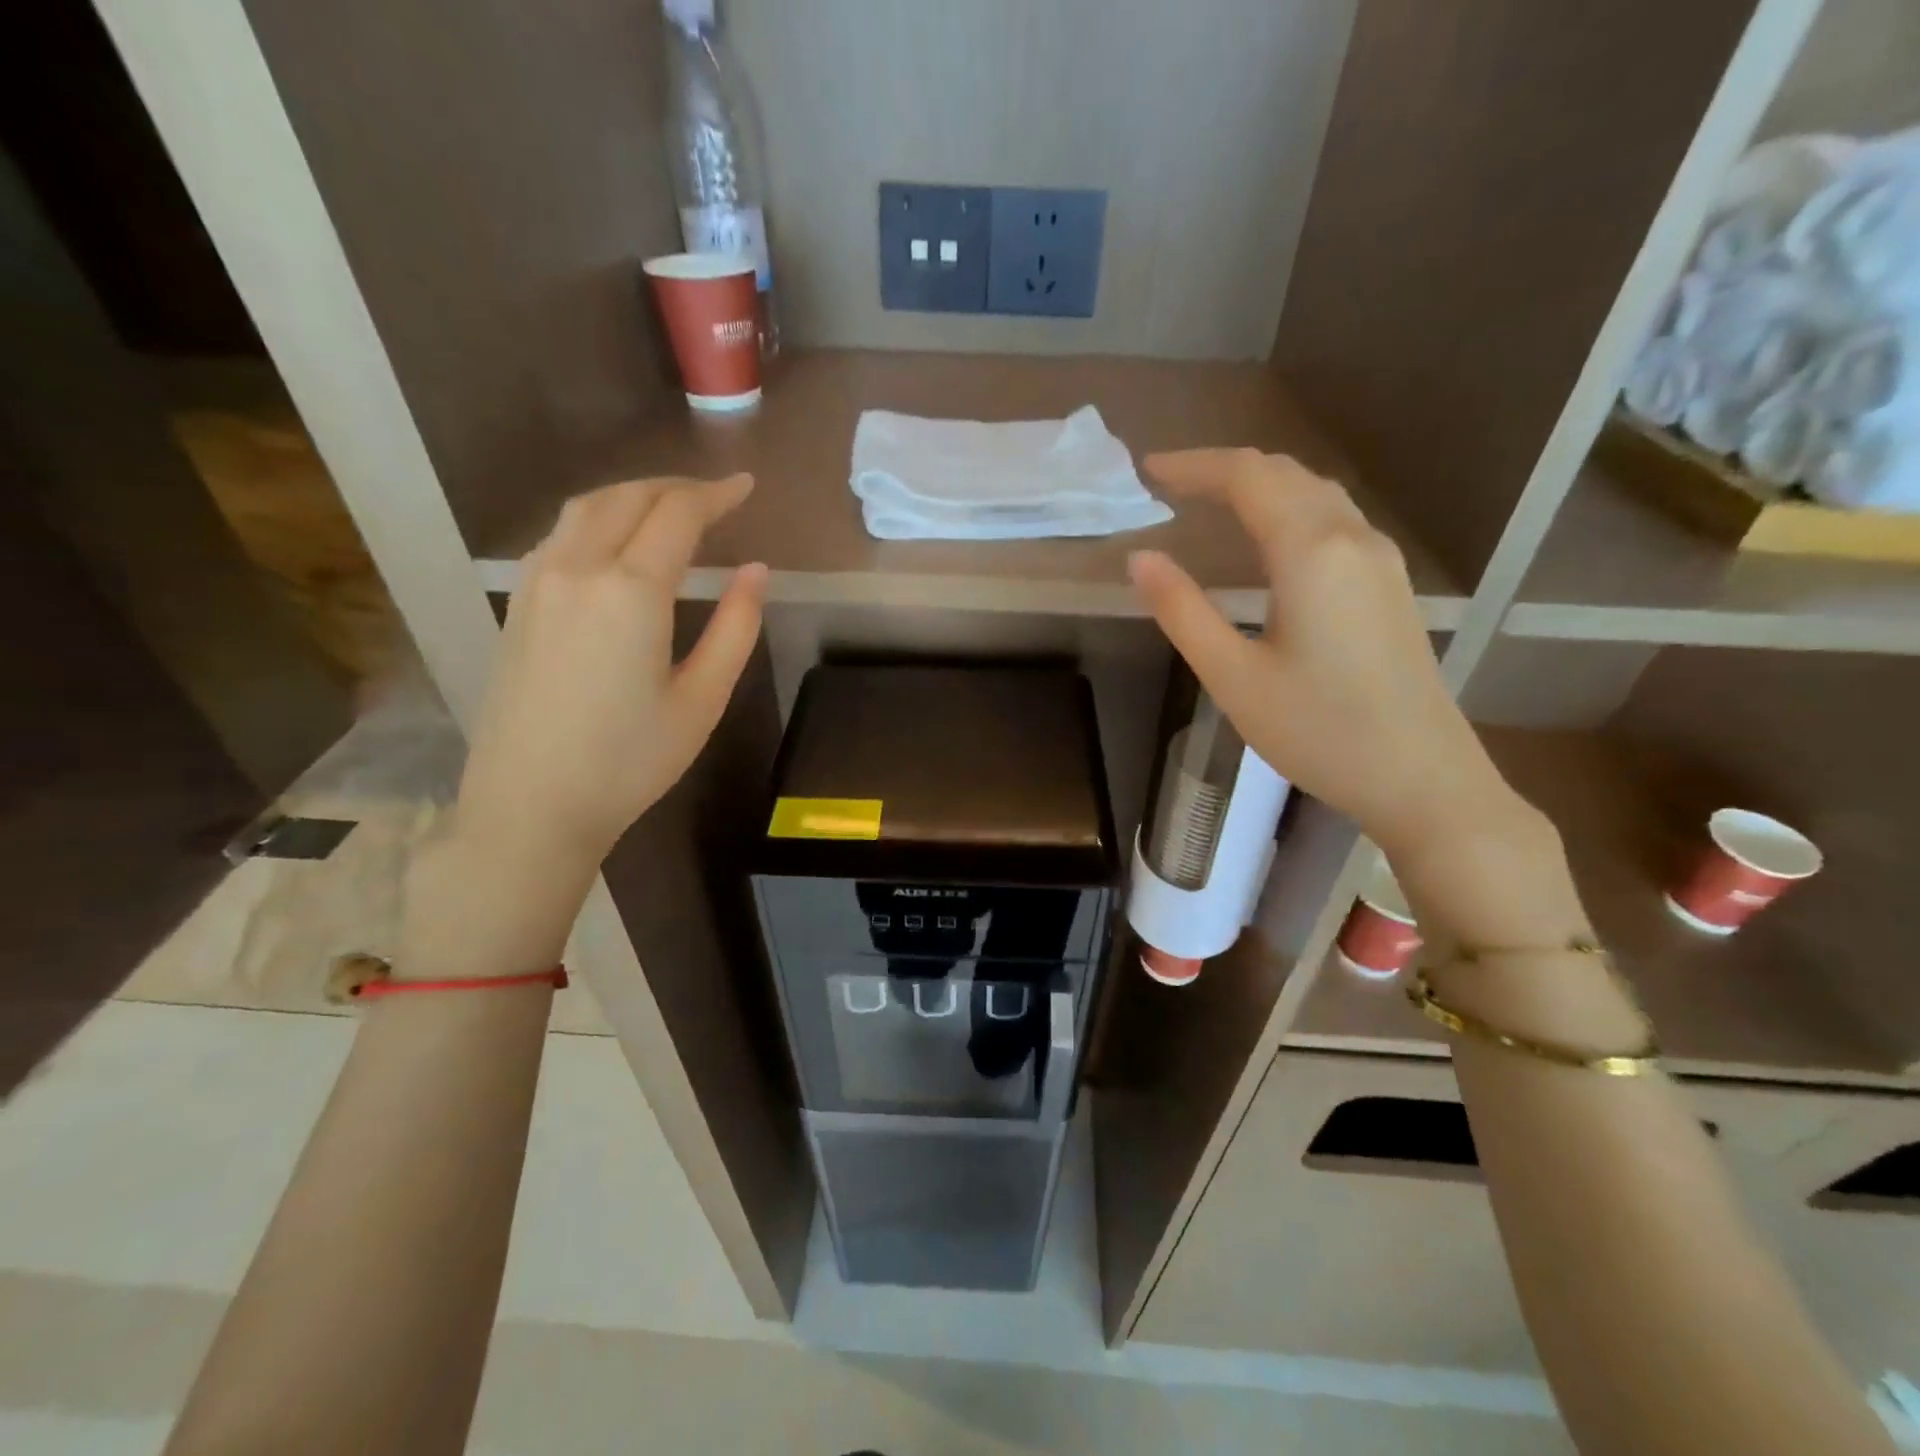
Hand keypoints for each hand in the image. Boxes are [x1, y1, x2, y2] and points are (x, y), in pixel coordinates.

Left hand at [452, 474, 766, 883]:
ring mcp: (537, 583)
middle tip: (716, 496)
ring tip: (670, 508)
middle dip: (676, 487)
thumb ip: (735, 628)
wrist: (531, 805)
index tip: (747, 486)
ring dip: (633, 495)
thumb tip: (755, 571)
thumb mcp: (702, 699)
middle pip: (627, 497)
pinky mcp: (517, 605)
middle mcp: (577, 568)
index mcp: (630, 590)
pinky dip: (598, 519)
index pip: (678, 514)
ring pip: (586, 508)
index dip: (716, 494)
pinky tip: (616, 543)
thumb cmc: (630, 760)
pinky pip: (560, 535)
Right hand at [1128, 449, 1514, 859]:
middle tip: (1171, 484)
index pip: (1247, 477)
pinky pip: (1334, 518)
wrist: (1423, 778)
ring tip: (1211, 501)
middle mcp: (1352, 538)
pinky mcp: (1390, 584)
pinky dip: (1289, 507)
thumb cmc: (1319, 732)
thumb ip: (1183, 611)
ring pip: (1315, 492)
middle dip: (1224, 469)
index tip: (1148, 471)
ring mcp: (1380, 559)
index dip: (1194, 465)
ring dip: (1260, 484)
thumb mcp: (1234, 677)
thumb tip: (1140, 558)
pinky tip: (1269, 539)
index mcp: (1311, 552)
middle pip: (1285, 473)